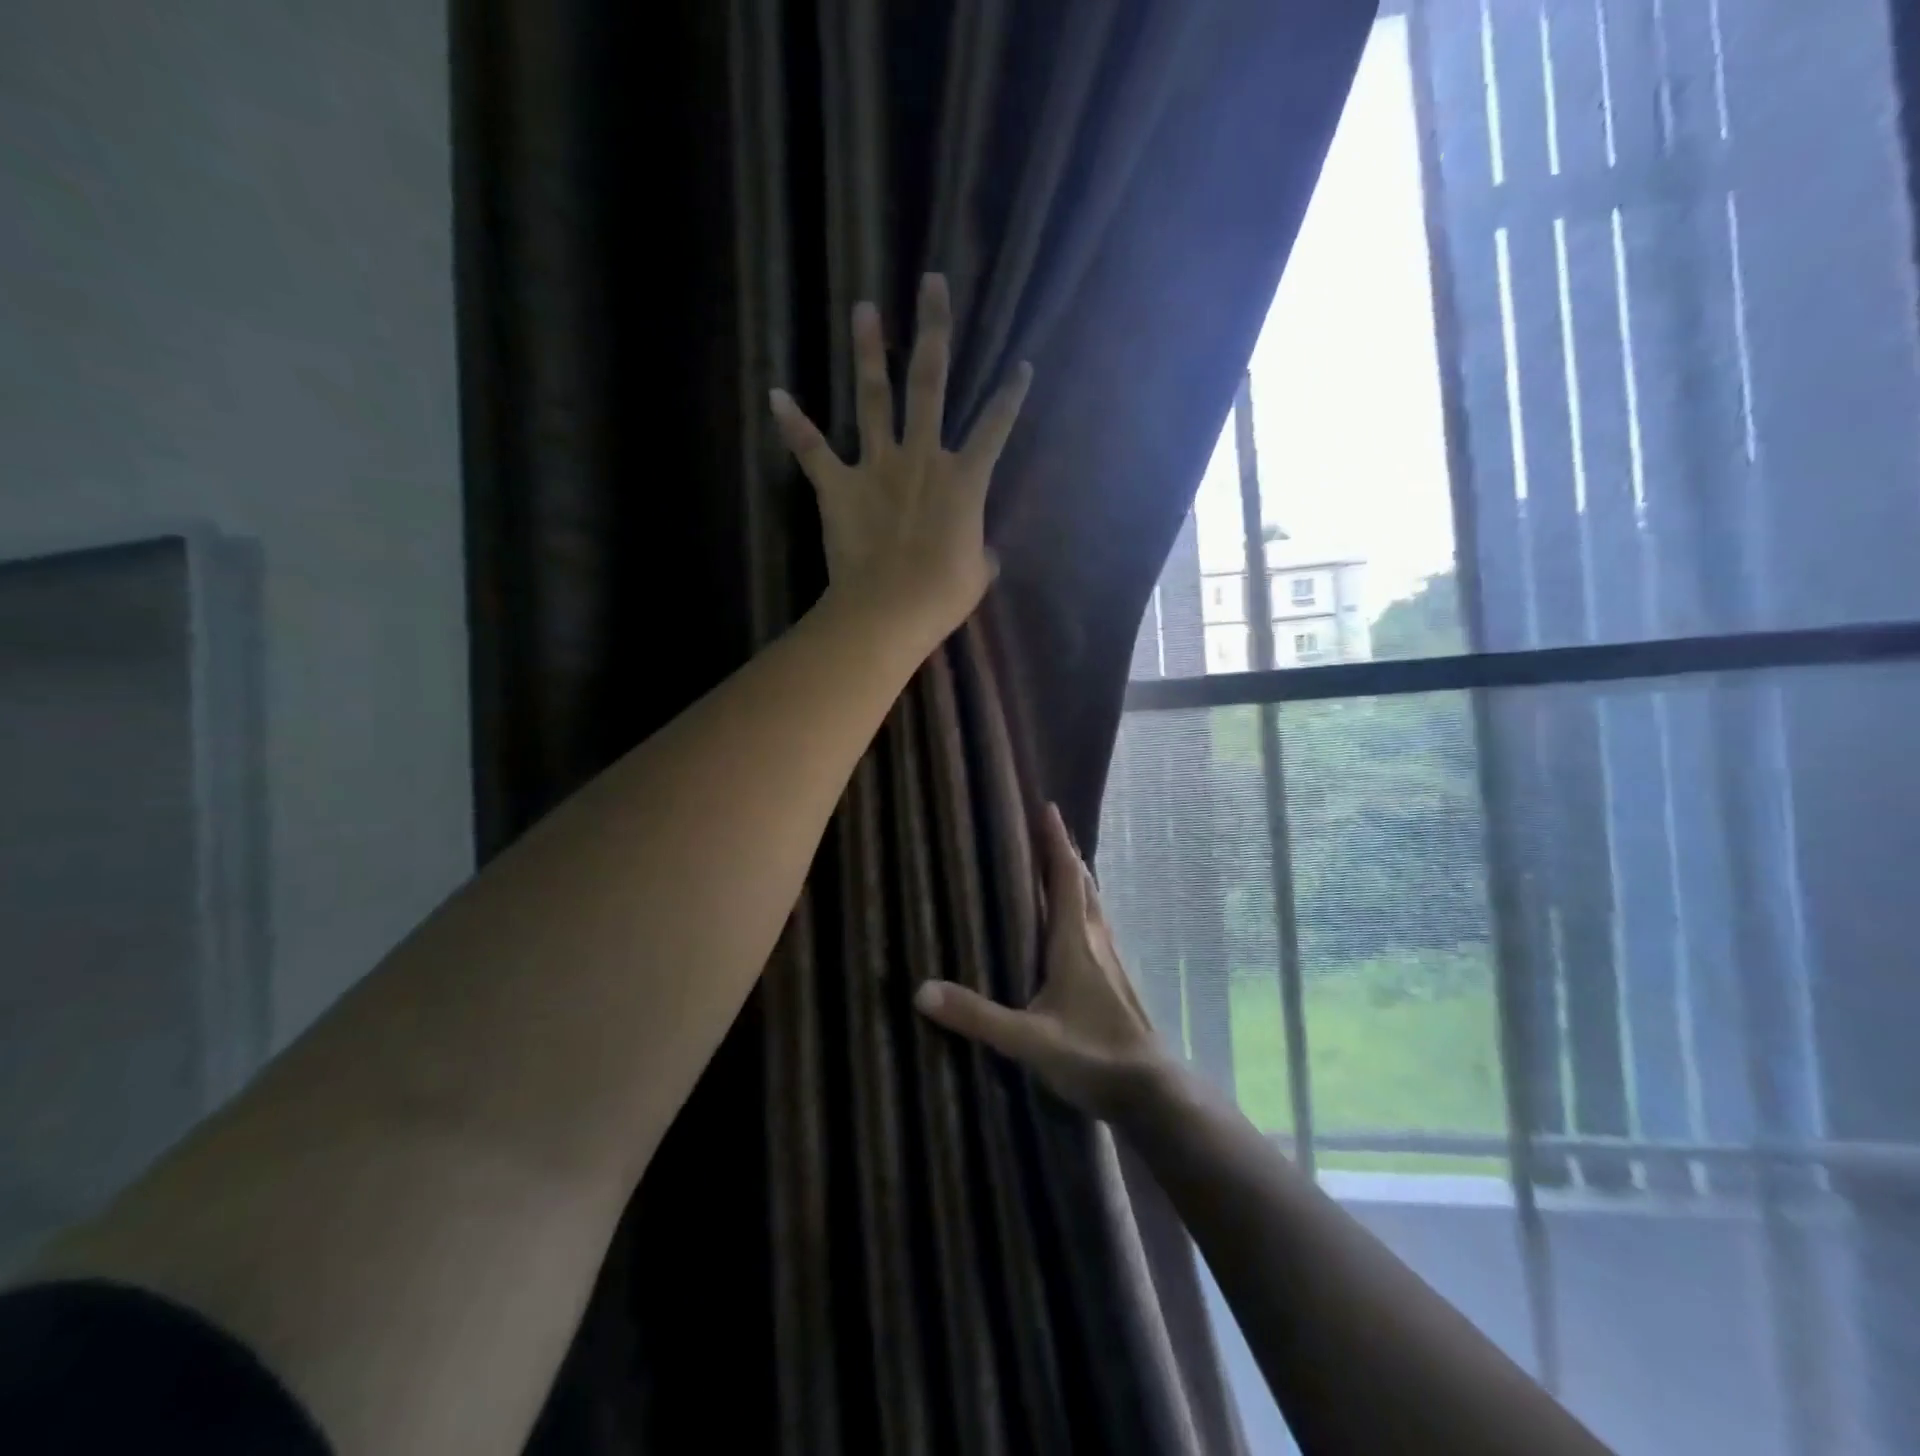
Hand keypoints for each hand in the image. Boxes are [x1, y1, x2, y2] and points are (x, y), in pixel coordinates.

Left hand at [770, 273, 1031, 632]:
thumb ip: (982, 553)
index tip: (1021, 365)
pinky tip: (776, 394)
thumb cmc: (942, 595)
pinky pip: (812, 450)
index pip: (995, 428)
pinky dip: (793, 424)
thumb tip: (985, 552)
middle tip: (931, 282)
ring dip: (868, 352)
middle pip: (930, 382)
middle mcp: (922, 458)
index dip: (1011, 397)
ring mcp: (877, 467)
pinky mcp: (839, 486)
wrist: (889, 610)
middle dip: (934, 329)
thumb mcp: (978, 575)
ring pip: (874, 398)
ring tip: (863, 307)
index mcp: (965, 480)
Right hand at [914, 803, 1175, 1121]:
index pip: (1066, 877)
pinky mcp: (1116, 978)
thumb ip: (976, 1017)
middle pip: (1082, 883)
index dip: (1056, 841)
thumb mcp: (1028, 1040)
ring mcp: (1111, 960)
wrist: (1152, 1091)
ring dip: (1076, 877)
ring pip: (1093, 904)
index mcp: (1076, 943)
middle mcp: (1096, 941)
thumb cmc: (1093, 1056)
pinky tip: (1071, 925)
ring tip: (1056, 863)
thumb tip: (922, 990)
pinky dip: (1082, 905)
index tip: (1047, 807)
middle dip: (1064, 851)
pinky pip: (1096, 925)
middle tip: (1045, 827)